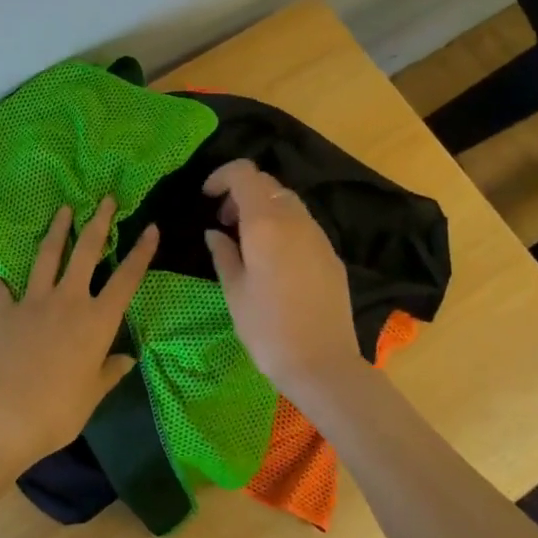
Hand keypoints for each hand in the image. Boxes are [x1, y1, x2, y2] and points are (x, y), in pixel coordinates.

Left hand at [0, 198, 158, 470]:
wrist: (5, 412)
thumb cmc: (58, 410)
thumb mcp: (92, 394)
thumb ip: (109, 372)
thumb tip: (127, 358)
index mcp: (97, 322)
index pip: (126, 280)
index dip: (141, 253)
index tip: (150, 228)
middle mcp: (68, 301)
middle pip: (86, 253)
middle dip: (98, 222)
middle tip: (105, 199)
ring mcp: (33, 301)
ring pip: (47, 256)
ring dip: (56, 231)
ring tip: (63, 210)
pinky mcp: (3, 310)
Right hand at [203, 159, 362, 395]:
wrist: (322, 363)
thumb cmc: (267, 328)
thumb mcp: (234, 290)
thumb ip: (223, 253)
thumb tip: (215, 233)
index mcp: (266, 222)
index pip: (245, 174)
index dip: (221, 176)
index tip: (206, 198)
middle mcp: (295, 220)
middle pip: (267, 183)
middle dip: (240, 193)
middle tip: (223, 222)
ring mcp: (318, 236)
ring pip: (287, 202)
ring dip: (262, 208)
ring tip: (246, 240)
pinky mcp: (331, 255)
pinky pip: (302, 225)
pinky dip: (282, 226)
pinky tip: (272, 259)